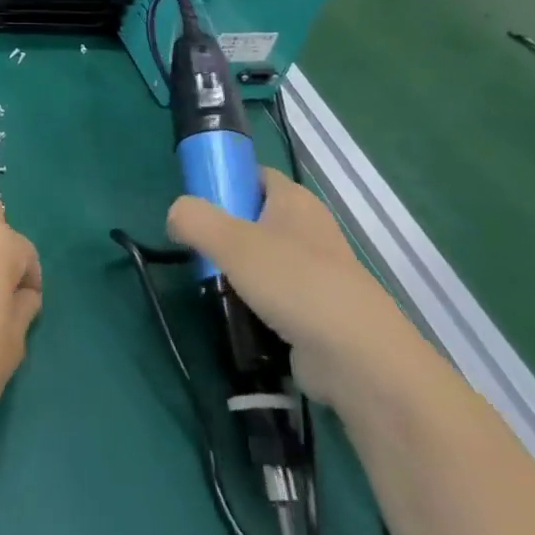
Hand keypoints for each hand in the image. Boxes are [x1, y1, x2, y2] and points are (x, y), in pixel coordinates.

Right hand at [167, 168, 426, 411]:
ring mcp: (317, 273)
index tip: (196, 207)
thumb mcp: (232, 242)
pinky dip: (256, 306)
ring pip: (263, 261)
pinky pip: (276, 298)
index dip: (225, 182)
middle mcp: (309, 229)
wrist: (359, 359)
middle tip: (198, 252)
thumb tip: (175, 216)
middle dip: (225, 234)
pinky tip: (238, 318)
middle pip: (255, 219)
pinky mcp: (318, 312)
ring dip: (238, 274)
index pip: (254, 175)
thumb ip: (195, 220)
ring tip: (214, 289)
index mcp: (294, 201)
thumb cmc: (295, 284)